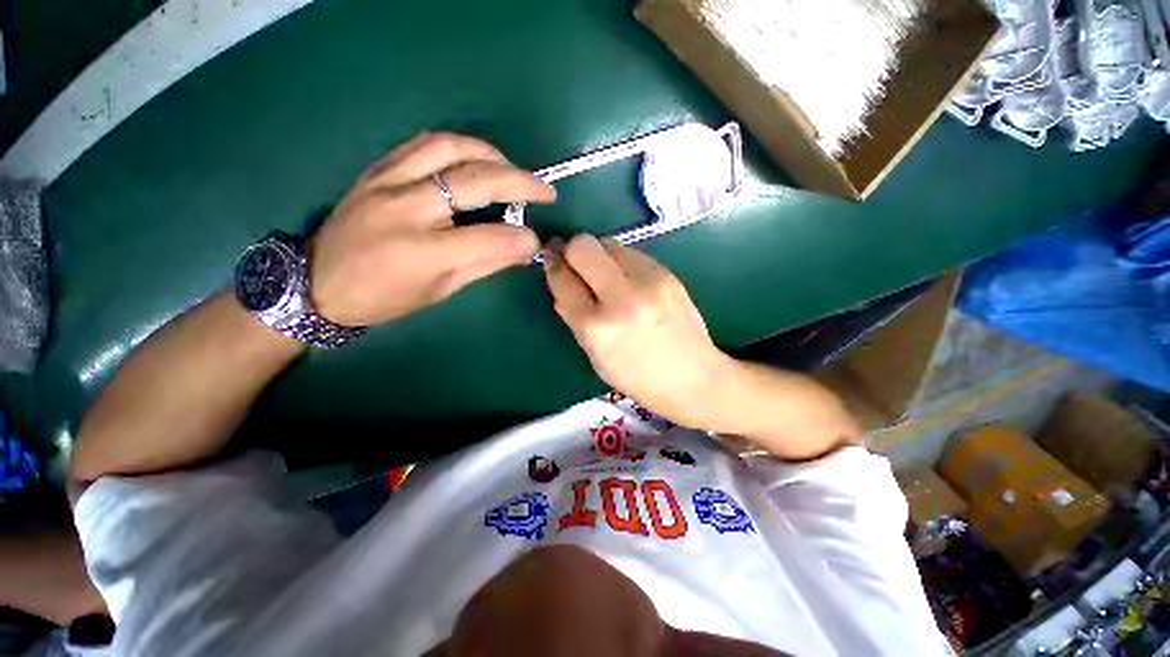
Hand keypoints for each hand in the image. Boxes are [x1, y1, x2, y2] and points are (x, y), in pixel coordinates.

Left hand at [309, 132, 555, 325]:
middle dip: (521, 182)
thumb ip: (486, 265)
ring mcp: (388, 181)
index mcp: (423, 251)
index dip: (522, 239)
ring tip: (511, 169)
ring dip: (490, 154)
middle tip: (545, 190)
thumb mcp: (441, 290)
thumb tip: (524, 250)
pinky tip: (474, 160)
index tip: (536, 242)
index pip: (490, 237)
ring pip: (449, 147)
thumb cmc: (385, 297)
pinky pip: (423, 142)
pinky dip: (458, 146)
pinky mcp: (377, 168)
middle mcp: (406, 207)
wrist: (318, 282)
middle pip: (476, 181)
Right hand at [545, 234, 733, 427]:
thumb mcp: (596, 356)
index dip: (553, 267)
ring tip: (607, 277)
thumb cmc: (638, 377)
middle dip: (573, 250)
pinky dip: (621, 261)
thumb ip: (573, 317)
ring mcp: (649, 281)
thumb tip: (560, 282)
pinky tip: (630, 281)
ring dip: (599, 255)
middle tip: (577, 265)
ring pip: (608, 243)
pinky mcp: (667, 273)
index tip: (553, 261)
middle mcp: (622, 298)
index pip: (563, 279)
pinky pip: (631, 252)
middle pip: (583, 247)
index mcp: (598, 328)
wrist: (694, 378)